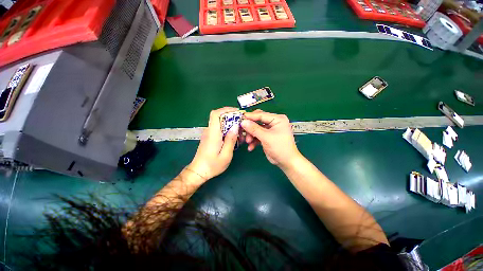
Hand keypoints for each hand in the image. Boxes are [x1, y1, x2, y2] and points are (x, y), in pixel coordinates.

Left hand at [187, 107, 239, 181]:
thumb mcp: (226, 155)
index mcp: (213, 134)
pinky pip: (219, 129)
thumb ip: (231, 140)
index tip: (237, 112)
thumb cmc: (212, 165)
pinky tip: (234, 139)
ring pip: (221, 123)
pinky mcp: (210, 137)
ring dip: (231, 126)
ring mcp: (209, 134)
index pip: (216, 114)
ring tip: (240, 135)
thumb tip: (235, 126)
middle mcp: (209, 131)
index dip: (226, 109)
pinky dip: (228, 131)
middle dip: (232, 118)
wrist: (198, 172)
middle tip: (242, 127)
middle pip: (220, 117)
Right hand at [241, 110, 301, 169]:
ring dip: (251, 135)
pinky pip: (258, 135)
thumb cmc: (280, 147)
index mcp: (277, 119)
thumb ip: (254, 129)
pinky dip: (254, 140)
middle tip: (243, 131)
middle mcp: (274, 122)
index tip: (240, 118)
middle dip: (250, 127)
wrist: (286, 162)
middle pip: (258, 121)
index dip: (250, 116)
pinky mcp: (267, 136)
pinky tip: (251, 147)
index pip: (261, 115)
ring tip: (248, 142)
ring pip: (256, 129)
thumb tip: (243, 122)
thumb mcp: (266, 137)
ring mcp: (270, 130)